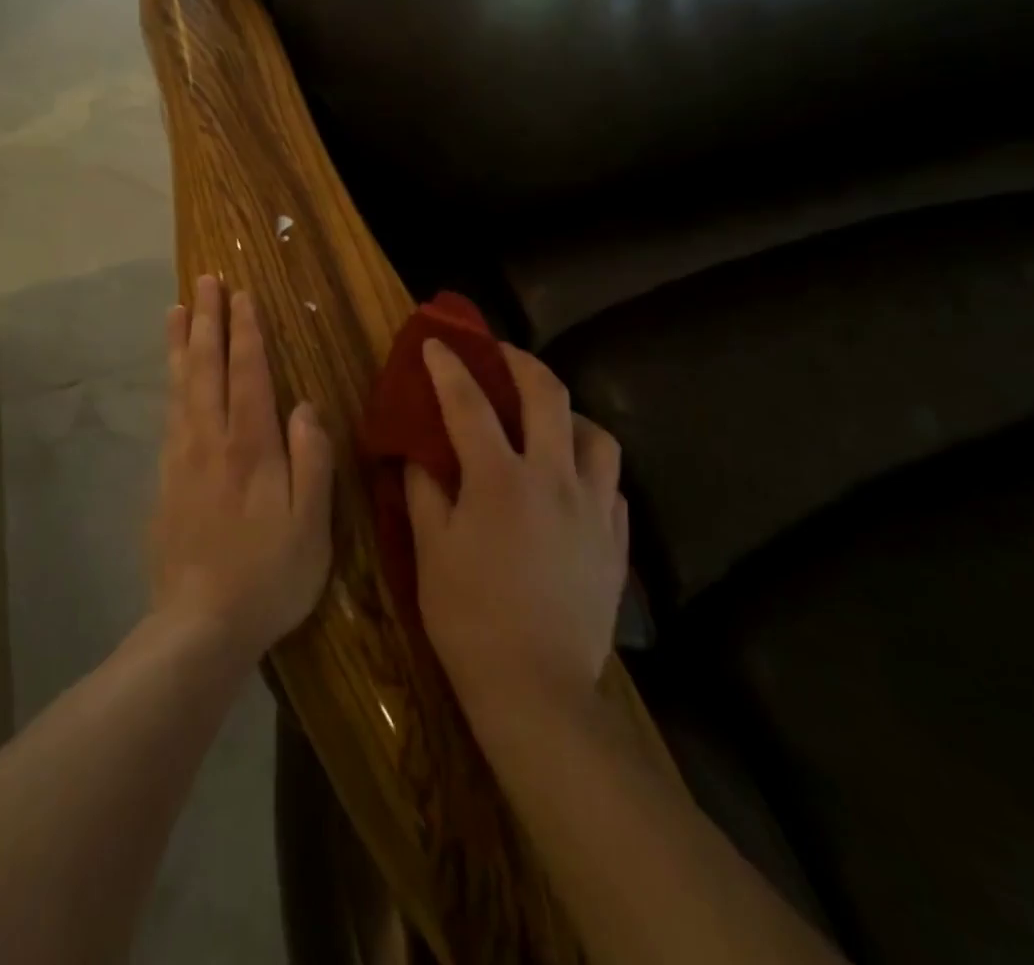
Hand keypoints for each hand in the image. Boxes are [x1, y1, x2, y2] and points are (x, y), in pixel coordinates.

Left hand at [152, 276, 334, 667]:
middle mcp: (211, 441)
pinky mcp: (164, 480)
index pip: (248, 374)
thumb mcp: (311, 525)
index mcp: (251, 447)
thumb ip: (311, 460)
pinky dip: (169, 384)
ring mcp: (181, 458)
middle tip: (203, 281)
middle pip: (206, 368)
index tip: (241, 296)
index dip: (246, 332)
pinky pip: (168, 415)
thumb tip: (305, 406)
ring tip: (176, 309)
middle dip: (206, 320)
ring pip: (180, 386)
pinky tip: (171, 376)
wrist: (199, 626)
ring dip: (179, 343)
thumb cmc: (268, 576)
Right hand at [405, 340, 627, 723]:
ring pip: (598, 436)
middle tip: (500, 355)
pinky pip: (611, 486)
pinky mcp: (615, 541)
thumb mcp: (431, 551)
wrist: (537, 690)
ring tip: (548, 422)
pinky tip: (572, 483)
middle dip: (521, 363)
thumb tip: (418, 454)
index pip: (470, 404)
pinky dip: (590, 470)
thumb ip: (425, 492)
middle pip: (548, 396)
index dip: (449, 367)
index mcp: (500, 479)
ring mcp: (594, 509)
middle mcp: (555, 479)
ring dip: (569, 415)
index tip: (436, 343)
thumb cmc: (469, 617)